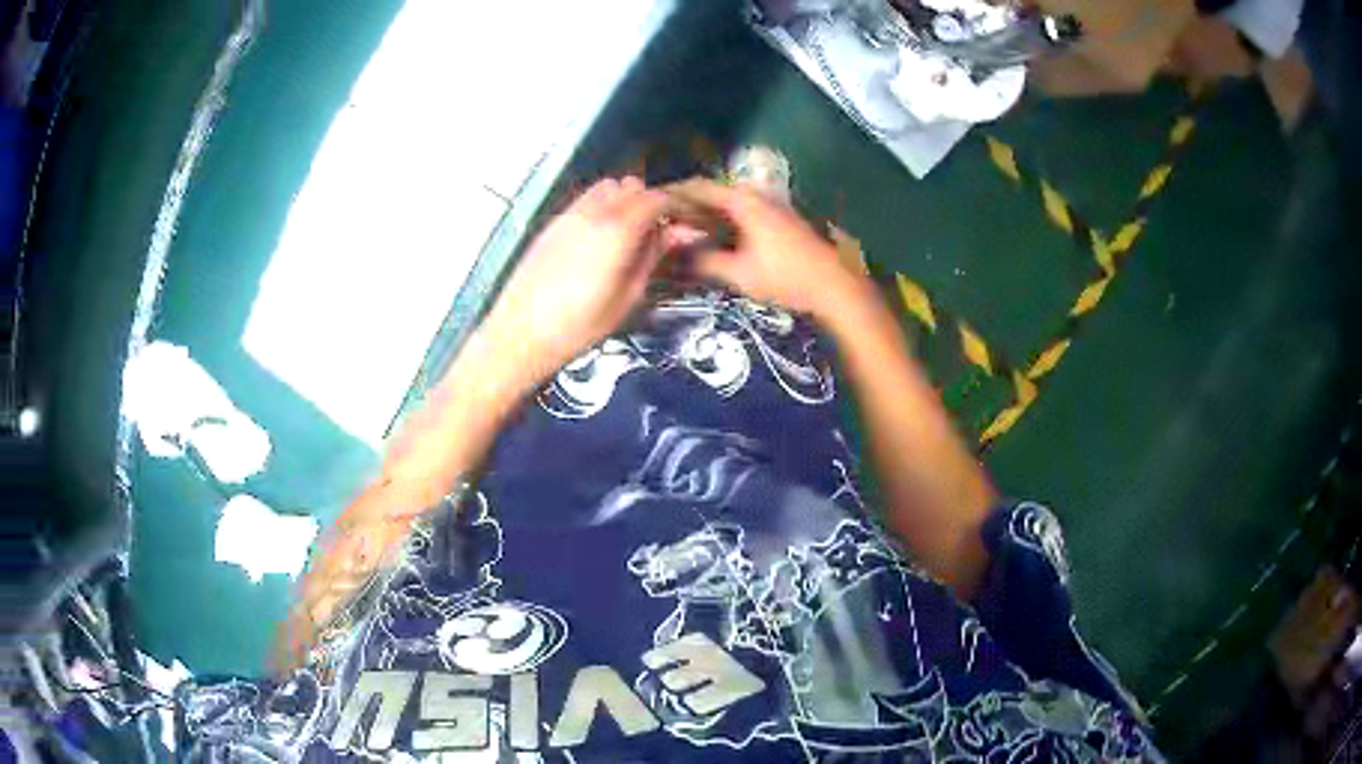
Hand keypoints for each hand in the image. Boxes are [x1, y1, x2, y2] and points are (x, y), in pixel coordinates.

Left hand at [480, 177, 670, 386]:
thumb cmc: (577, 326)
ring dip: (625, 200)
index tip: (689, 222)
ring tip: (631, 233)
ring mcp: (568, 214)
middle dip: (652, 202)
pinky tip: (602, 239)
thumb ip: (653, 256)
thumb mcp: (628, 296)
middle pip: (632, 186)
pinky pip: (586, 200)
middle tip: (661, 231)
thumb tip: (679, 233)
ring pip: (607, 188)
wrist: (520, 334)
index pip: (657, 199)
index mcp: (616, 230)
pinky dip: (603, 207)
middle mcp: (592, 212)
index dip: (678, 207)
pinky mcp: (553, 224)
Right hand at [667, 178, 873, 320]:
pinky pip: (740, 210)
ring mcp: (770, 203)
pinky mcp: (778, 217)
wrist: (835, 284)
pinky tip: (711, 236)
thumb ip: (704, 262)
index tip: (647, 201)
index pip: (697, 186)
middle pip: (711, 191)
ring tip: (679, 227)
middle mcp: (755, 194)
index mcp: (743, 200)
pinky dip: (721, 218)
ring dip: (703, 211)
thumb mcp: (740, 273)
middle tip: (659, 218)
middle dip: (684, 203)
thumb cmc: (787, 276)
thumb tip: (673, 256)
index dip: (670, 192)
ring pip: (727, 201)